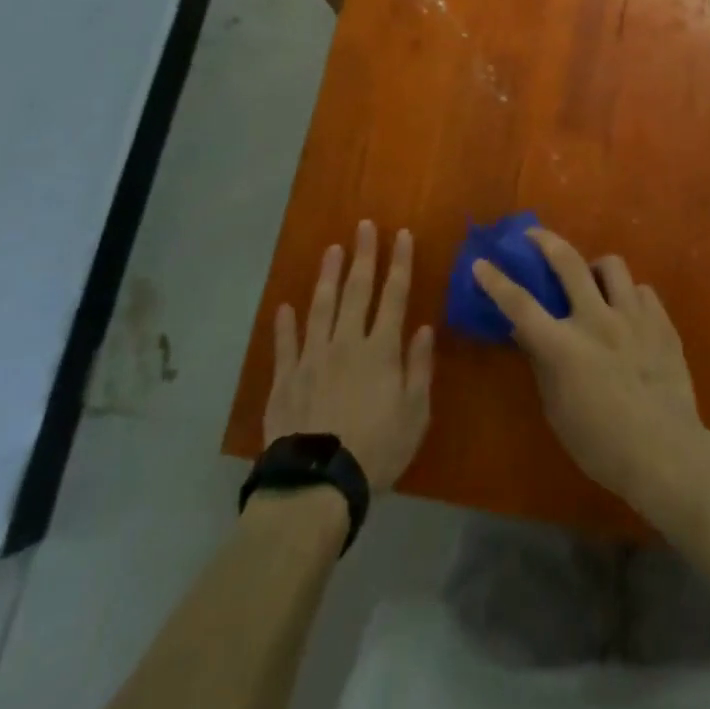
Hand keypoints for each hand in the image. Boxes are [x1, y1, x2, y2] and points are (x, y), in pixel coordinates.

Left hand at [264, 221, 433, 493]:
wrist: (317, 483)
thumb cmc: (377, 450)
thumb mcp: (415, 414)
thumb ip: (419, 367)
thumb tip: (424, 328)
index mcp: (381, 349)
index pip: (394, 295)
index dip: (399, 263)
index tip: (401, 234)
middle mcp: (346, 342)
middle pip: (356, 291)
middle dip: (363, 255)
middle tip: (363, 226)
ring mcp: (312, 357)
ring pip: (321, 307)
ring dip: (327, 276)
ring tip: (331, 250)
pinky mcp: (285, 379)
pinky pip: (285, 344)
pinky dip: (285, 324)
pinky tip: (285, 306)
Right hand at [474, 228, 709, 518]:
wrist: (668, 455)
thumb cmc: (603, 445)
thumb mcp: (558, 411)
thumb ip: (542, 364)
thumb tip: (526, 332)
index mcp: (565, 347)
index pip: (521, 305)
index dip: (496, 281)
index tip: (481, 262)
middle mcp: (597, 321)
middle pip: (568, 262)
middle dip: (545, 241)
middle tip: (534, 236)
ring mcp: (633, 318)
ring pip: (611, 265)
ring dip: (595, 268)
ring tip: (593, 282)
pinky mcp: (661, 322)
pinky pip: (642, 290)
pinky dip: (629, 296)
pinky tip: (628, 313)